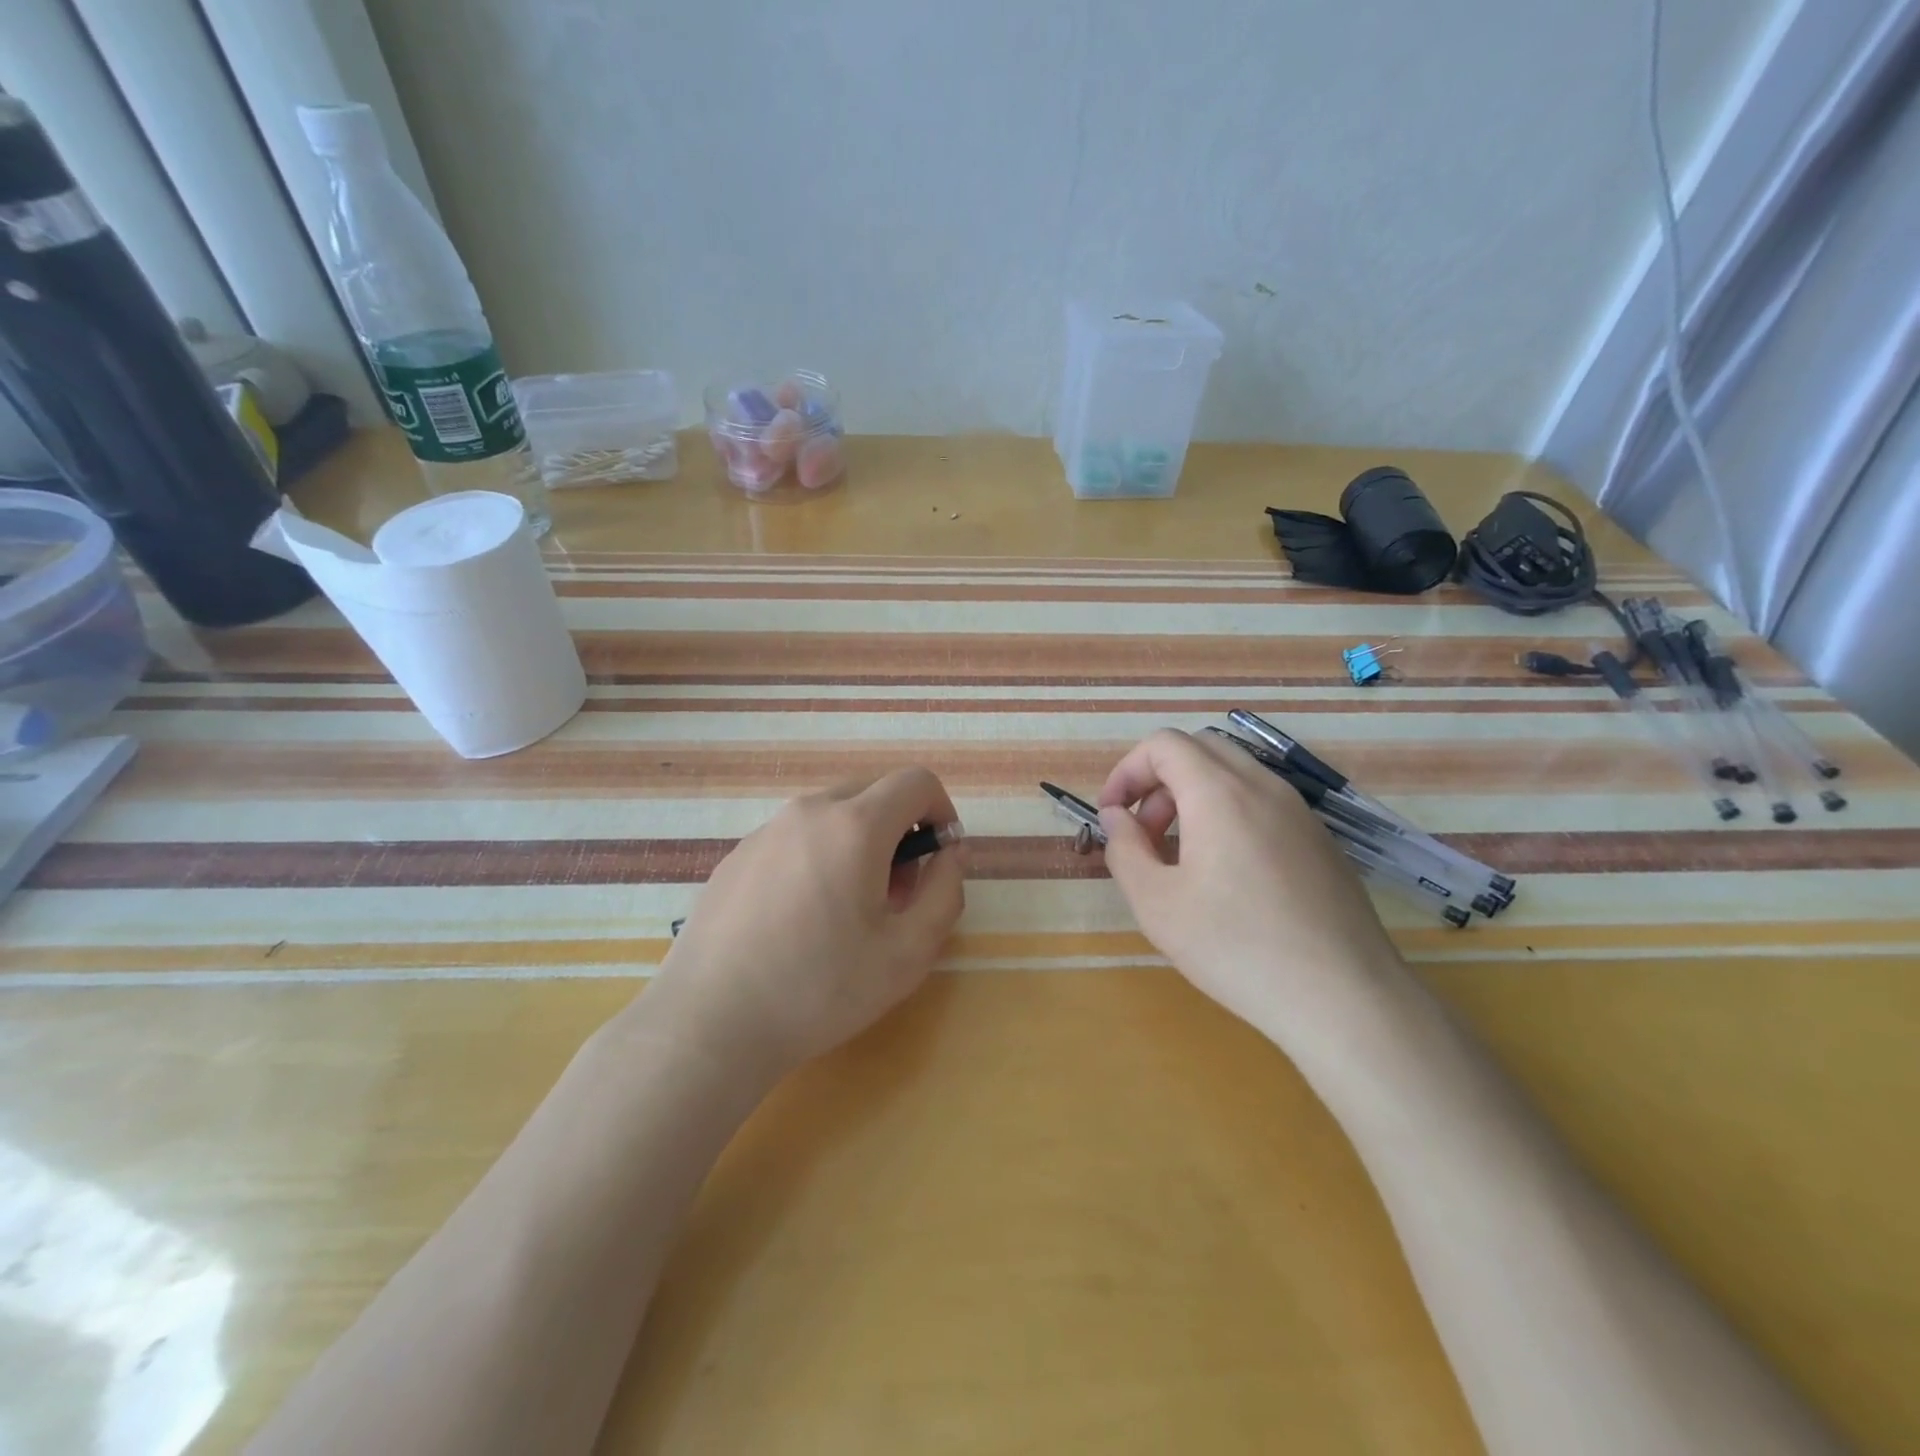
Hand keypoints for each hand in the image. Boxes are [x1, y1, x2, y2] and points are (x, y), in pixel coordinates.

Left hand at [644, 768, 965, 1078]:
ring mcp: (765, 831)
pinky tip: (800, 919)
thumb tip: (948, 855)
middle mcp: (808, 812)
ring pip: (832, 814)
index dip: (941, 811)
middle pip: (873, 792)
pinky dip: (819, 855)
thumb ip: (945, 892)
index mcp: (854, 825)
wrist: (709, 1023)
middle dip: (900, 829)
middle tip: (897, 892)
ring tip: (848, 910)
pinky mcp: (736, 855)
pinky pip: (795, 836)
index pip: (916, 782)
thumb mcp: (908, 953)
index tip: (939, 858)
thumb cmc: (819, 989)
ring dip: (859, 843)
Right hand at [1097, 729, 1401, 1039]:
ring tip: (1181, 859)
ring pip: (1234, 775)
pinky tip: (1228, 878)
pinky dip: (1229, 815)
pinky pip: (1263, 804)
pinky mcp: (1321, 841)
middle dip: (1159, 780)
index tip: (1112, 816)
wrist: (1343, 999)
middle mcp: (1264, 787)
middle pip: (1200, 749)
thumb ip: (1124, 849)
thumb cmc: (1236, 948)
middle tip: (1145, 834)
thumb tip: (1117, 817)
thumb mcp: (1156, 904)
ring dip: (1194, 798)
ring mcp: (1299, 813)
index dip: (1127, 771)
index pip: (1164, 744)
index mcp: (1220, 793)